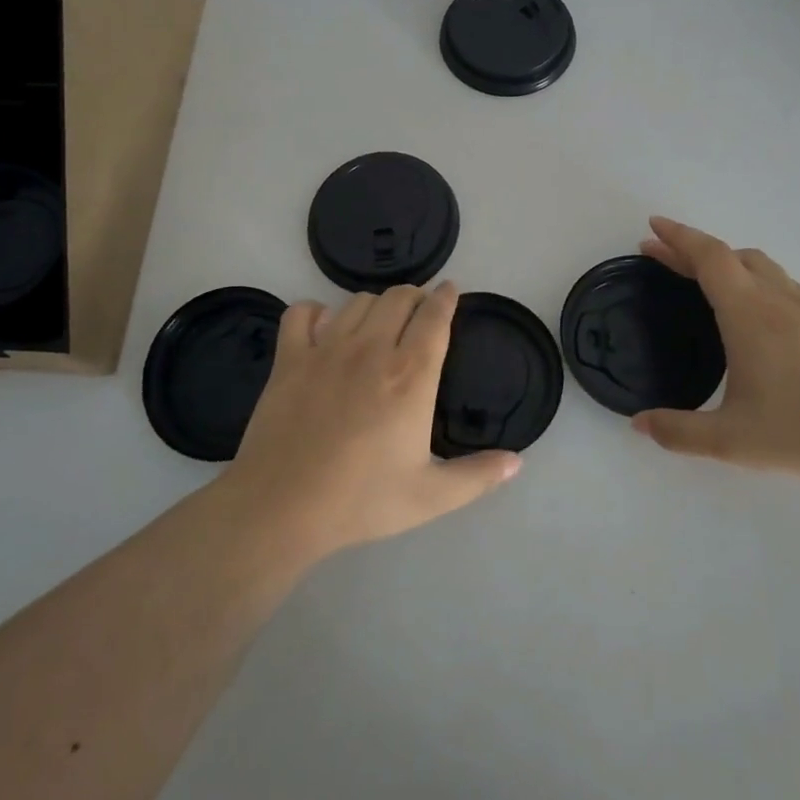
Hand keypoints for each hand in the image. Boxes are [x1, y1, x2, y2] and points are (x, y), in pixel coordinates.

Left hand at [220, 282, 521, 561]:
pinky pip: (302, 313)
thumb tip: (518, 461)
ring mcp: (326, 349)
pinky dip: (316, 313)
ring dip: (375, 304)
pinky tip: (323, 329)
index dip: (446, 297)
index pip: (435, 316)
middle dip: (415, 296)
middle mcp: (372, 350)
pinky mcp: (289, 358)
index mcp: (411, 376)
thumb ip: (478, 476)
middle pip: (399, 297)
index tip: (451, 291)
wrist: (282, 508)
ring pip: (357, 301)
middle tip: (419, 312)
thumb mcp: (431, 497)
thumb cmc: (361, 500)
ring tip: (379, 322)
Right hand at [633, 217, 799, 484]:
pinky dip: (752, 278)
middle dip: (692, 249)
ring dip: (725, 261)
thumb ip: (678, 432)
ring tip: (702, 276)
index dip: (678, 237)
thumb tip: (639, 424)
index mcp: (749, 314)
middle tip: (661, 254)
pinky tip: (752, 309)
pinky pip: (780, 283)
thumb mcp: (729, 441)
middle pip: (731, 255)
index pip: (709, 258)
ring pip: (761, 266)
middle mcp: (777, 300)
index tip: (653, 226)